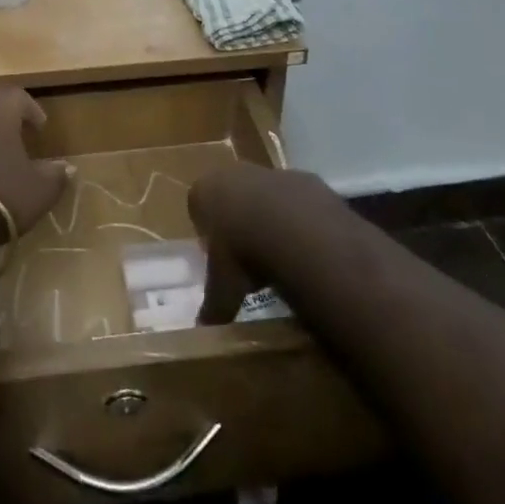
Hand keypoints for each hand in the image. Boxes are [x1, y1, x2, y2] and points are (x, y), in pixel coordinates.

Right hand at [188, 165, 341, 323]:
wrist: (295, 230)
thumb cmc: (242, 253)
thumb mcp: (223, 286)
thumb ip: (213, 305)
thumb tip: (203, 331)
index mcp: (205, 191)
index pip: (198, 205)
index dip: (208, 230)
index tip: (219, 255)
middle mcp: (234, 173)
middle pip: (232, 195)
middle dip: (239, 220)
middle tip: (248, 255)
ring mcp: (270, 172)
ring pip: (265, 194)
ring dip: (270, 217)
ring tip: (280, 253)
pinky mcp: (304, 179)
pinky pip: (297, 200)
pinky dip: (299, 218)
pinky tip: (306, 246)